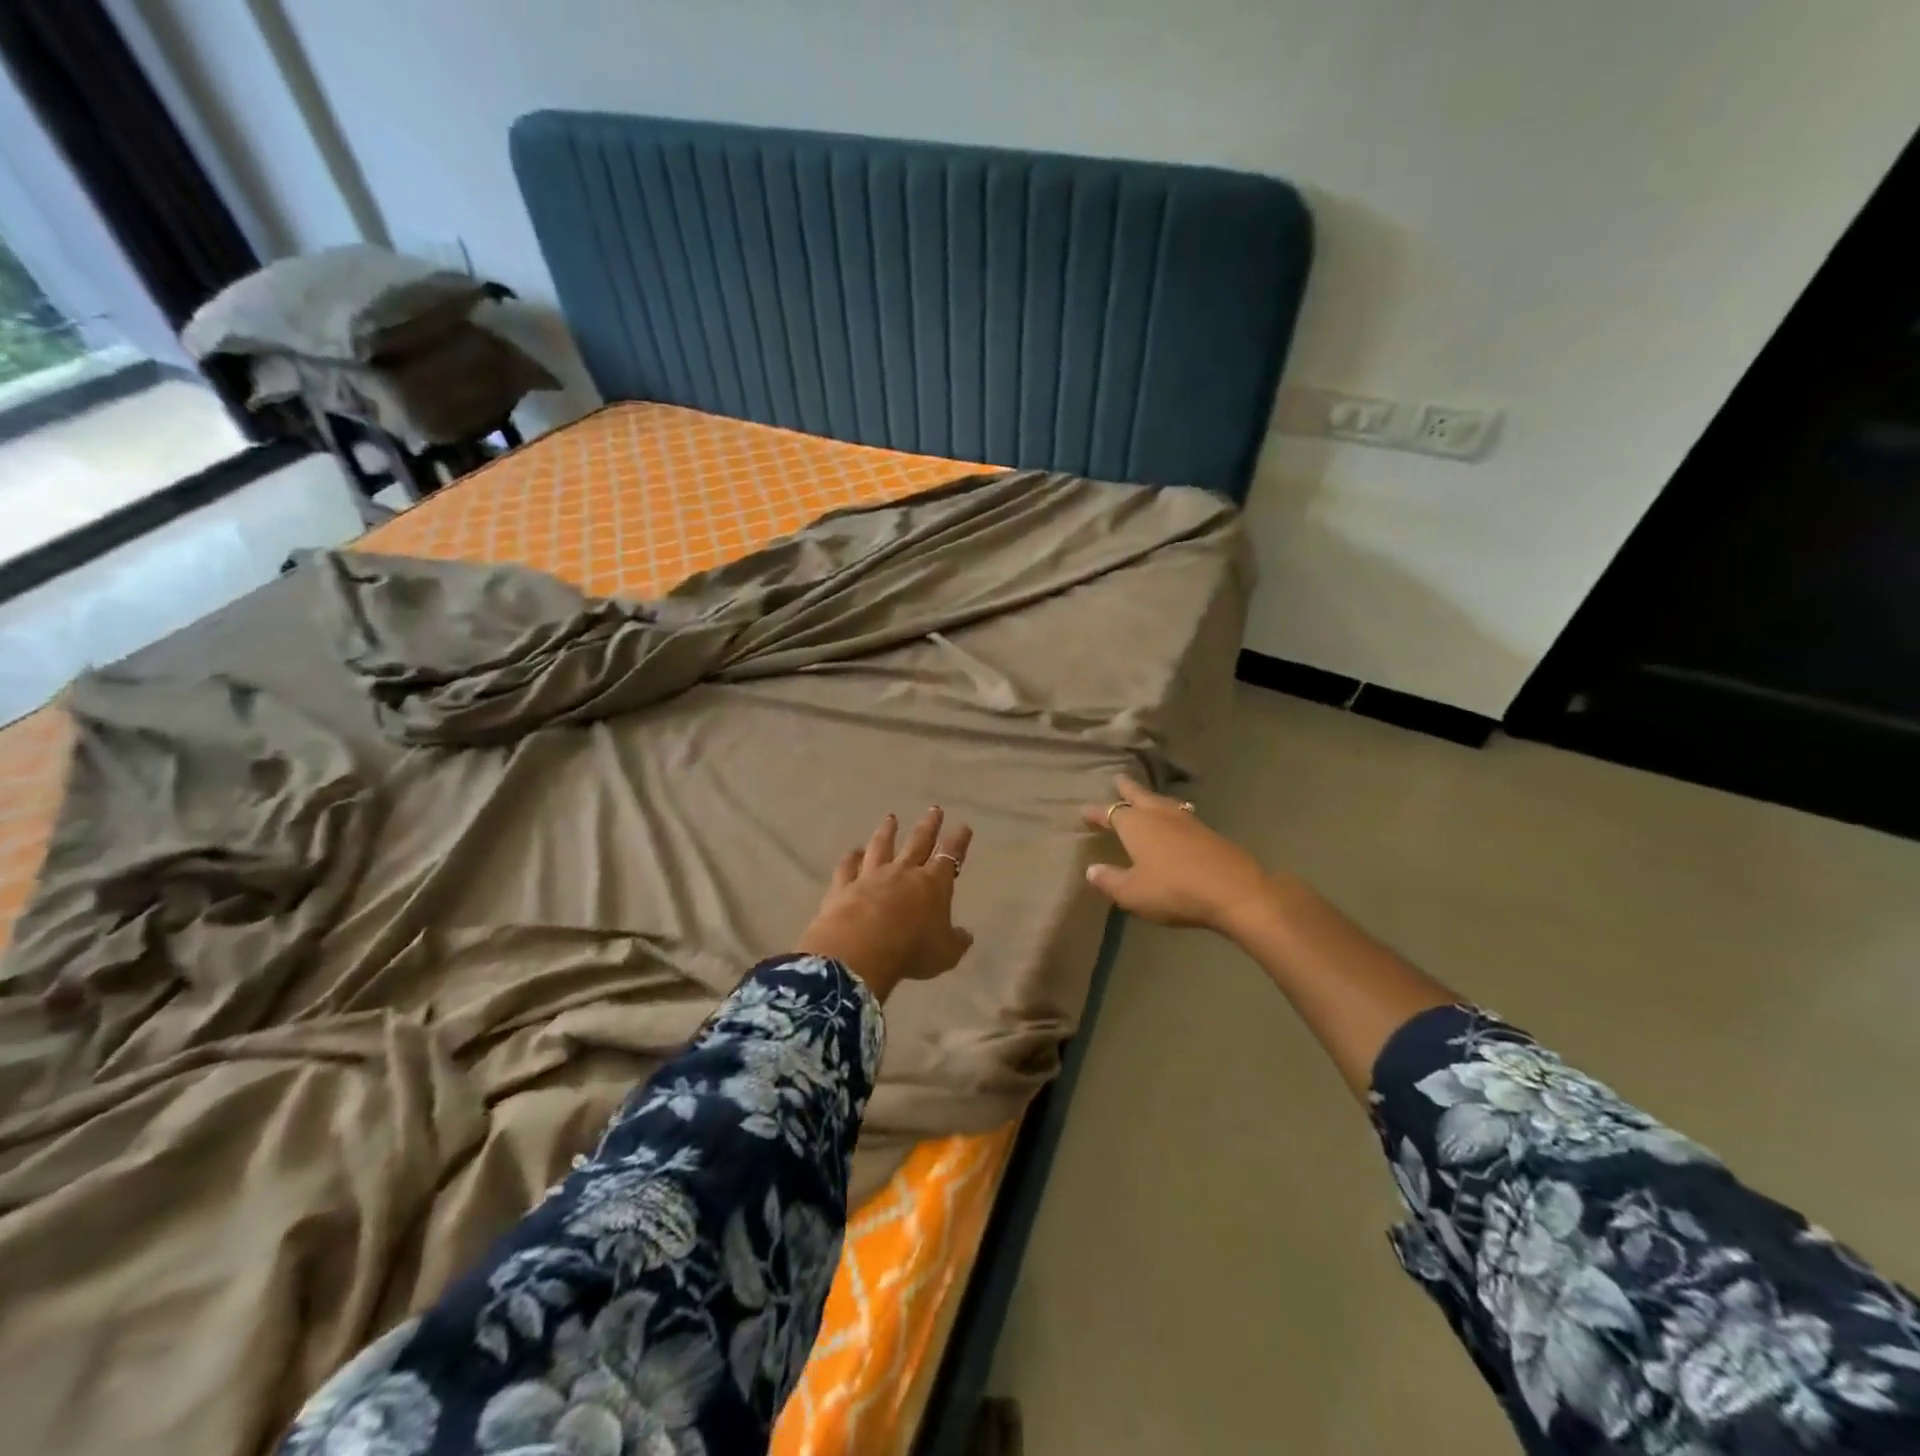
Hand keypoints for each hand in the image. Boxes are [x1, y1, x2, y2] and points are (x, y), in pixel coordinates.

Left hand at [796, 807, 974, 999]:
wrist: (859, 952)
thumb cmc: (911, 951)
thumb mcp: (945, 954)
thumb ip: (956, 941)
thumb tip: (966, 934)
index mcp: (933, 884)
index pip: (950, 856)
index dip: (958, 842)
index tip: (963, 827)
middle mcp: (903, 872)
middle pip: (918, 842)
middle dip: (929, 825)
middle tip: (934, 809)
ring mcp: (871, 876)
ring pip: (881, 846)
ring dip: (887, 832)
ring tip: (891, 818)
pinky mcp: (843, 886)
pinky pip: (848, 867)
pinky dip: (850, 858)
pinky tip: (851, 852)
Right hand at [1082, 774, 1273, 932]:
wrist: (1235, 892)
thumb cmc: (1174, 890)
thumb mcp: (1132, 893)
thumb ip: (1109, 880)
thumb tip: (1091, 869)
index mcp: (1136, 824)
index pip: (1110, 813)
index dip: (1096, 813)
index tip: (1084, 811)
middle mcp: (1160, 815)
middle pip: (1139, 796)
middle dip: (1127, 789)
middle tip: (1119, 779)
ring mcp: (1188, 821)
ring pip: (1163, 803)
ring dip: (1151, 799)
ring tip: (1147, 798)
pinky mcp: (1209, 833)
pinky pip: (1182, 815)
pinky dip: (1172, 813)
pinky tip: (1176, 821)